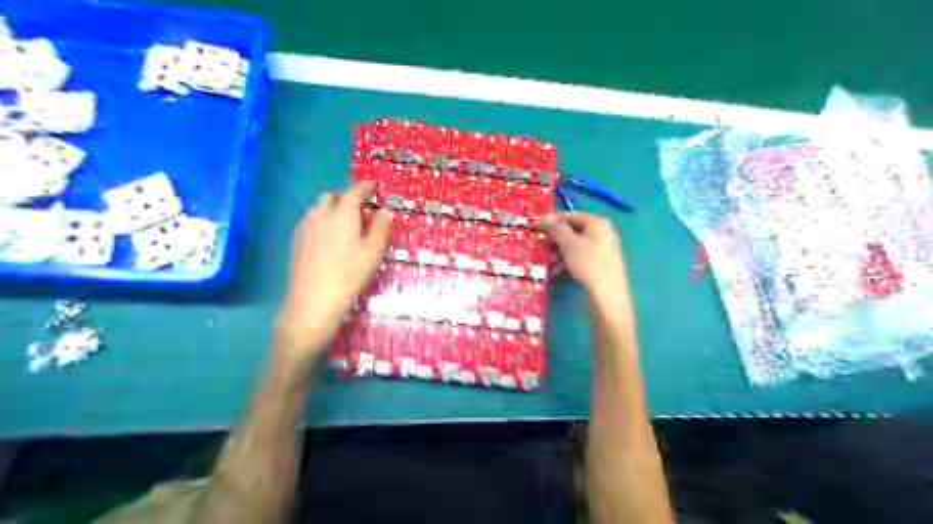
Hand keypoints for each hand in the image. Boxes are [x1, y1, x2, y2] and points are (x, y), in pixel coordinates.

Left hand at [277, 186, 391, 362]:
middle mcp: (320, 215)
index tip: (373, 186)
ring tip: (346, 225)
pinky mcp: (296, 241)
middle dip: (346, 197)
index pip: (354, 191)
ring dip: (333, 209)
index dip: (364, 187)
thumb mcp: (372, 253)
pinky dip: (323, 221)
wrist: (312, 302)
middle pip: (332, 196)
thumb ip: (380, 228)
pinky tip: (330, 240)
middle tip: (361, 210)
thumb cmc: (349, 276)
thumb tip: (385, 211)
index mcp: (342, 214)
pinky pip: (311, 221)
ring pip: (319, 208)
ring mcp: (305, 227)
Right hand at [540, 213, 633, 351]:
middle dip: (556, 239)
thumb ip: (556, 228)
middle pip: (574, 231)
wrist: (607, 296)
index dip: (553, 219)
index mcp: (598, 224)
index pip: (571, 215)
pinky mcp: (600, 265)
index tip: (536, 225)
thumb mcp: (569, 244)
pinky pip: (580, 258)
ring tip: (548, 262)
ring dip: (559, 252)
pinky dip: (568, 262)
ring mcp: (603, 250)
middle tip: (542, 246)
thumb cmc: (588, 264)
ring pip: (575, 246)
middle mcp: (603, 233)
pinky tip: (557, 272)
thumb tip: (544, 216)